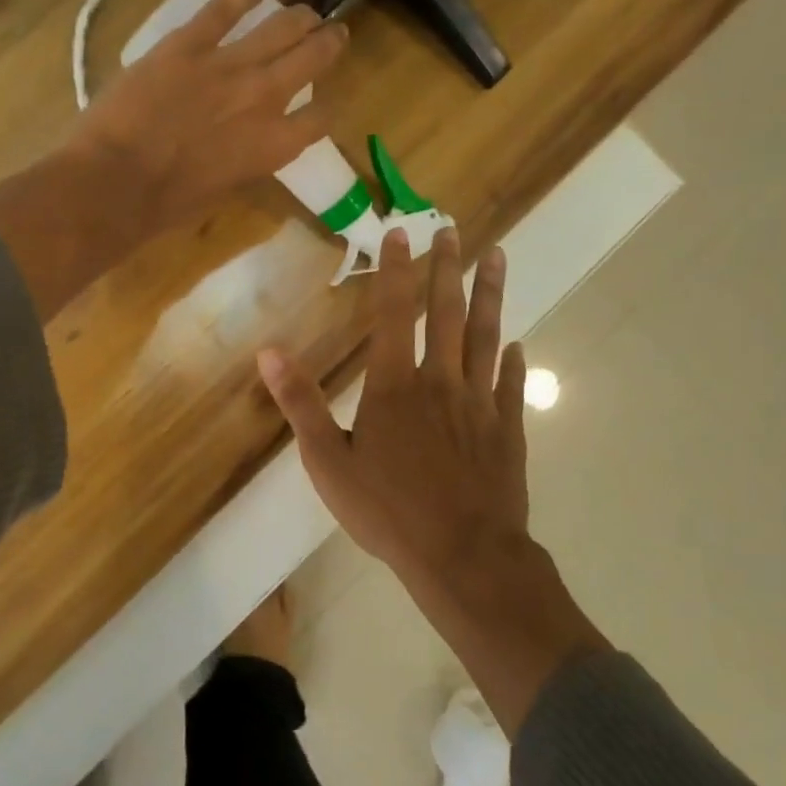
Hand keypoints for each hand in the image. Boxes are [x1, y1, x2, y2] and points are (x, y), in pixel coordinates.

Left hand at [69, 0, 347, 237]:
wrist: (118, 180)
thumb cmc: (169, 204)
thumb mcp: (223, 191)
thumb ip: (245, 162)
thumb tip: (245, 147)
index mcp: (274, 146)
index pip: (320, 119)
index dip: (325, 110)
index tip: (321, 104)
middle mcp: (264, 98)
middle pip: (312, 59)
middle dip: (328, 44)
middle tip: (333, 34)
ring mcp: (228, 65)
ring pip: (280, 28)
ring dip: (299, 18)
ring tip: (307, 12)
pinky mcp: (189, 43)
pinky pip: (223, 9)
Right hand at [257, 225, 607, 733]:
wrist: (461, 555)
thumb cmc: (388, 511)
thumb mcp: (328, 462)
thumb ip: (302, 405)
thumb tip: (269, 353)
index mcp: (395, 387)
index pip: (392, 315)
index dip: (395, 272)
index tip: (399, 234)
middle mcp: (441, 383)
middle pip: (446, 314)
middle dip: (448, 269)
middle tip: (453, 230)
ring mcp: (480, 404)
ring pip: (486, 337)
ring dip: (490, 295)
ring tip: (497, 257)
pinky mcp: (507, 430)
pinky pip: (510, 385)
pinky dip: (513, 361)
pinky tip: (517, 344)